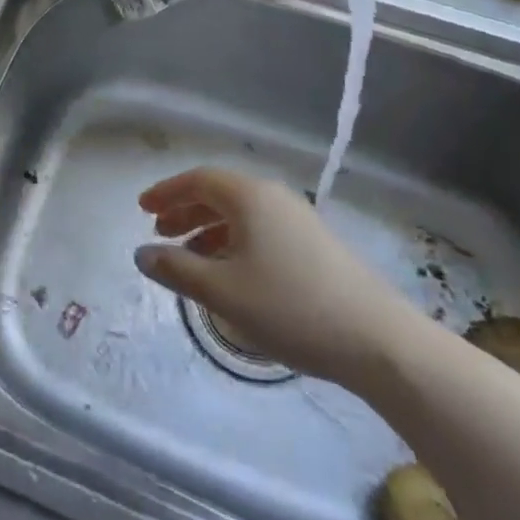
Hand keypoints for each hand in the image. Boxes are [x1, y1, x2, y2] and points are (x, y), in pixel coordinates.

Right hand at [135, 167, 426, 389]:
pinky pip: (261, 229)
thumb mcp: (223, 292)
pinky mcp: (316, 245)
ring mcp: (299, 220)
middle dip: (186, 210)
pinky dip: (234, 241)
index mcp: (250, 197)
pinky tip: (230, 272)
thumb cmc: (291, 308)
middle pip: (220, 193)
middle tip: (160, 232)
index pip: (198, 180)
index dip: (167, 192)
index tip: (142, 209)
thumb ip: (177, 269)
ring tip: (189, 256)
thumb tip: (142, 253)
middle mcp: (274, 198)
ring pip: (241, 213)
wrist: (378, 340)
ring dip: (209, 228)